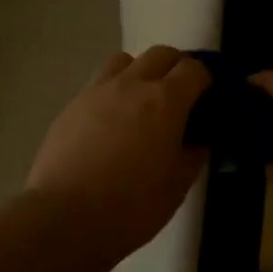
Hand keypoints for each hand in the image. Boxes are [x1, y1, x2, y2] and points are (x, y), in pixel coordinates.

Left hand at [26, 46, 211, 256]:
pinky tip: (112, 121)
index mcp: (165, 101)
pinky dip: (114, 89)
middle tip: (181, 96)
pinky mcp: (72, 105)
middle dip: (176, 67)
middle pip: (161, 54)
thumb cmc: (130, 206)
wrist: (63, 217)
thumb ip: (193, 155)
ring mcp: (97, 91)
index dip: (206, 79)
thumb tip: (199, 139)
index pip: (193, 69)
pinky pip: (99, 82)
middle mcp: (132, 84)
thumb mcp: (176, 187)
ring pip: (125, 60)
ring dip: (141, 71)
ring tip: (142, 101)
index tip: (209, 98)